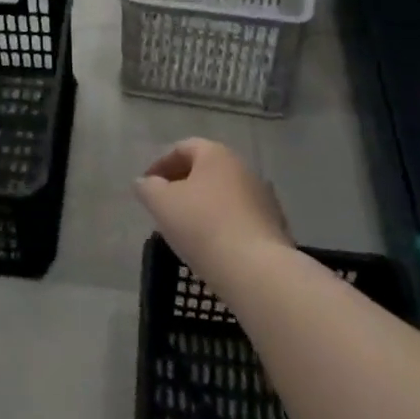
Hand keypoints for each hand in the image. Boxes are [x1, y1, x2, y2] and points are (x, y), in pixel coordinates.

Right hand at [135, 138, 291, 287]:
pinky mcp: (274, 225)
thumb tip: (145, 182)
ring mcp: (263, 196)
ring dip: (202, 204)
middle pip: (205, 169)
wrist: (256, 270)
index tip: (146, 186)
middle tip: (163, 205)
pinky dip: (221, 222)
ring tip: (185, 228)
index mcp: (216, 155)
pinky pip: (239, 216)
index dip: (160, 164)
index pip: (183, 148)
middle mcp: (243, 168)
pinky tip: (211, 244)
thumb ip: (147, 187)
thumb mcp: (161, 203)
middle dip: (181, 184)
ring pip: (223, 194)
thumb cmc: (202, 226)